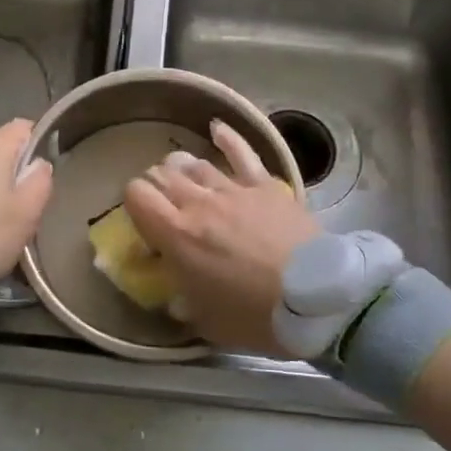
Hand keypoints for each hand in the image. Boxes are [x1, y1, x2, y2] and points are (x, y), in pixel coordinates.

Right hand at [122, 120, 320, 354]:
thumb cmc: (257, 316)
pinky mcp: (266, 186)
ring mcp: (234, 190)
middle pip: (163, 175)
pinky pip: (241, 153)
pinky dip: (227, 138)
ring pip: (196, 165)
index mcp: (177, 235)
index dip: (133, 201)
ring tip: (183, 177)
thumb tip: (176, 297)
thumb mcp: (207, 323)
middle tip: (164, 202)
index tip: (142, 218)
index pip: (137, 195)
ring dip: (183, 169)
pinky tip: (216, 128)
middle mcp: (199, 203)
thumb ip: (184, 303)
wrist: (316, 299)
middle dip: (156, 185)